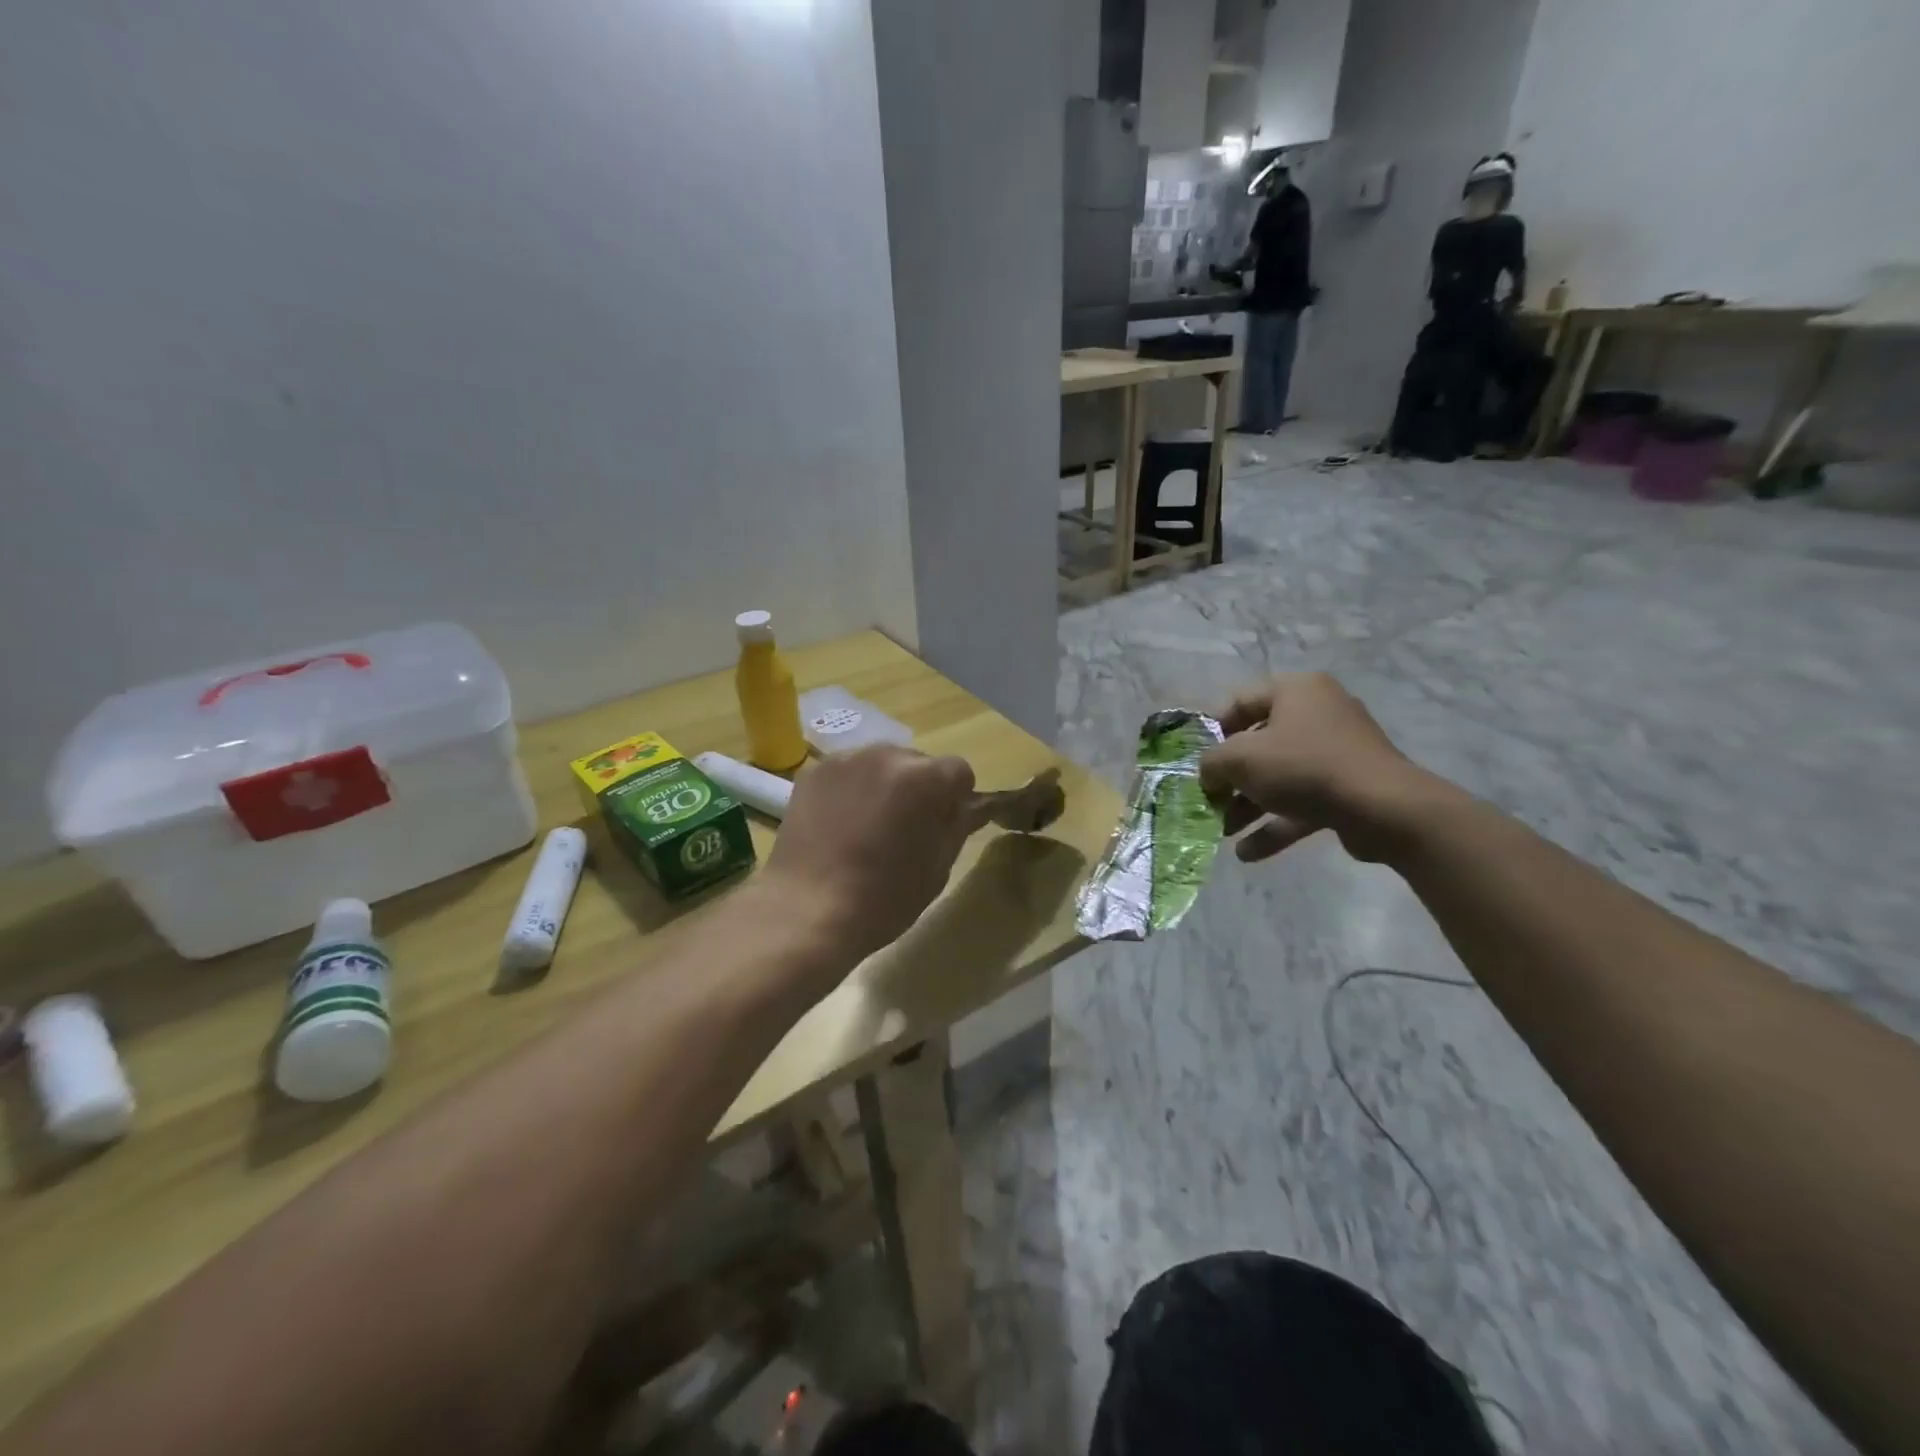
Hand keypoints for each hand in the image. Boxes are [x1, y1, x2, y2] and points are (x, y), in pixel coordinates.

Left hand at [760, 746, 976, 963]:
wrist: (806, 910)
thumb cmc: (883, 898)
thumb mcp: (937, 869)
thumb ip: (957, 827)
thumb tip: (969, 807)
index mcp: (924, 778)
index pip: (959, 771)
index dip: (957, 798)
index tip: (944, 825)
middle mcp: (886, 754)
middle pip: (918, 762)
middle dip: (920, 788)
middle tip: (905, 828)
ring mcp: (845, 759)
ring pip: (880, 764)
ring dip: (885, 785)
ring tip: (869, 826)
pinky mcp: (813, 772)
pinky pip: (847, 772)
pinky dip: (852, 789)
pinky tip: (840, 824)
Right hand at [1198, 674, 1443, 864]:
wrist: (1383, 808)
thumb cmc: (1303, 767)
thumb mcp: (1239, 759)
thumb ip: (1211, 763)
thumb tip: (1208, 774)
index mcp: (1296, 691)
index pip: (1240, 701)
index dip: (1213, 730)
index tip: (1198, 760)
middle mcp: (1319, 713)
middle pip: (1260, 743)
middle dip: (1230, 778)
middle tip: (1209, 799)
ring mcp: (1338, 752)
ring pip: (1280, 776)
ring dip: (1248, 806)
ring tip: (1223, 832)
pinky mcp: (1349, 788)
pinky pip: (1303, 802)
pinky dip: (1275, 824)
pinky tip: (1248, 853)